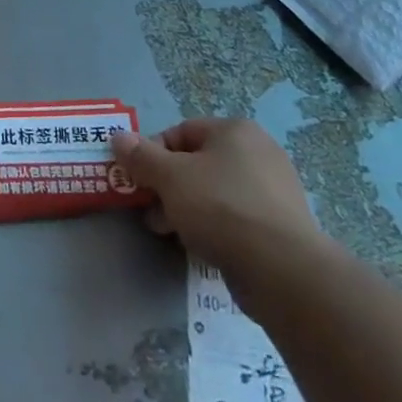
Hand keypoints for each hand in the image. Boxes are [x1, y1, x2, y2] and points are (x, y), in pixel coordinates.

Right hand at [110, 119, 330, 297]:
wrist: (283, 271)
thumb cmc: (221, 208)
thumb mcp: (169, 177)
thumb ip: (140, 156)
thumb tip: (118, 136)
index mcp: (235, 131)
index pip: (180, 132)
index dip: (153, 155)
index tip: (140, 182)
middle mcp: (259, 152)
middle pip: (197, 163)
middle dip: (168, 186)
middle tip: (151, 211)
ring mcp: (274, 190)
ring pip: (214, 192)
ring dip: (186, 209)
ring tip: (171, 233)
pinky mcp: (281, 226)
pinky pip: (236, 218)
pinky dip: (215, 227)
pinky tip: (202, 247)